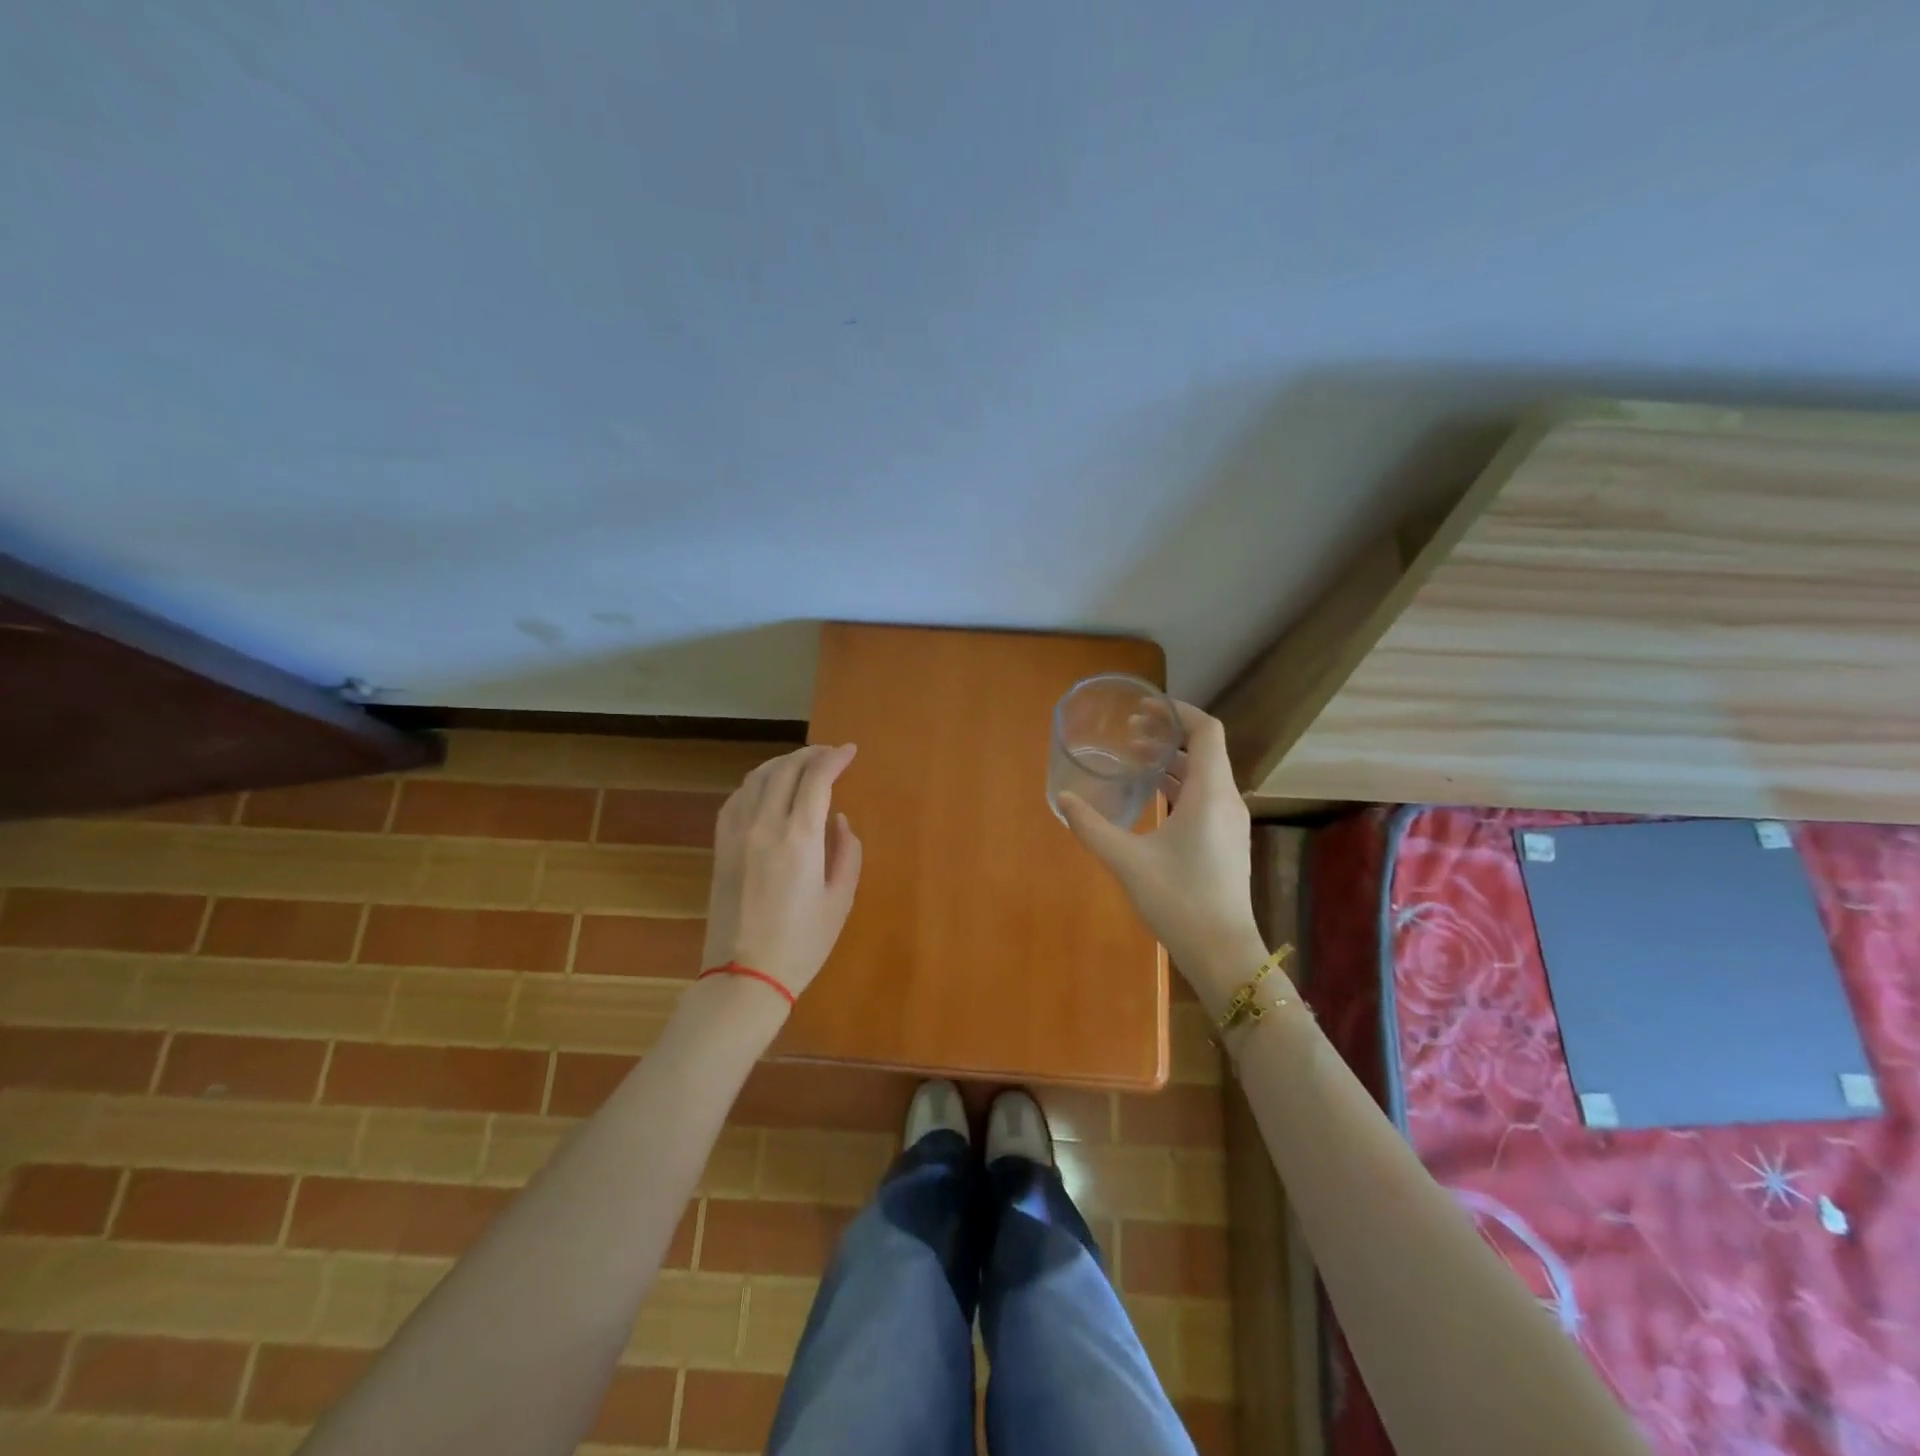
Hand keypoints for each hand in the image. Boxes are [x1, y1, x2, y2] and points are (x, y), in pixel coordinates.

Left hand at [701, 743, 863, 1000]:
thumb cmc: (802, 943)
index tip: (850, 751)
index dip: (834, 758)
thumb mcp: (840, 899)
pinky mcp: (720, 846)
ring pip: (757, 777)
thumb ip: (847, 851)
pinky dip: (757, 782)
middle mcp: (763, 825)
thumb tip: (837, 820)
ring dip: (783, 763)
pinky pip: (737, 798)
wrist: (744, 976)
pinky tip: (768, 788)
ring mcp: (736, 834)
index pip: (816, 778)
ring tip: (802, 765)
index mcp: (798, 838)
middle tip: (830, 754)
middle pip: (785, 769)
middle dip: (810, 754)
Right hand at [1058, 702, 1263, 1006]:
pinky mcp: (1226, 841)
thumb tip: (1063, 800)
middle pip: (1204, 749)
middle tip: (1129, 731)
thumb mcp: (1127, 860)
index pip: (1207, 731)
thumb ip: (1092, 827)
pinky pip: (1204, 797)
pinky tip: (1152, 798)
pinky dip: (1179, 785)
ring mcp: (1230, 822)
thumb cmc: (1179, 899)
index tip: (1146, 707)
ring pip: (1204, 775)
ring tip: (1134, 759)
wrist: (1222, 951)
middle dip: (1168, 734)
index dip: (1179, 711)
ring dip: (1172, 761)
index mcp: (1210, 793)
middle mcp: (1226, 799)